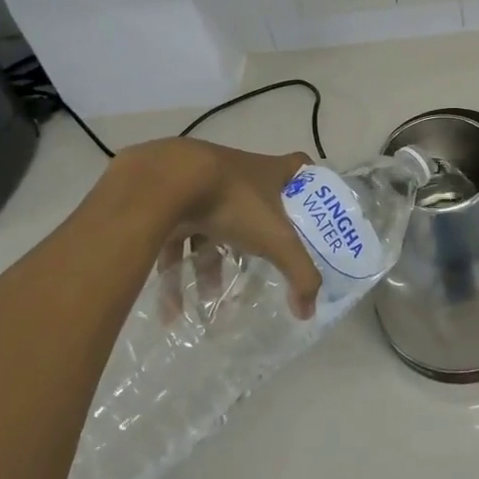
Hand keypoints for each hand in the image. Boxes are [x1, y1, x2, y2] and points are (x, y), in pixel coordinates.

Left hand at [101, 139, 322, 318]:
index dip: (309, 184)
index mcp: (268, 172)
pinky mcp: (170, 204)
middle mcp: (238, 175)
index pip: (299, 167)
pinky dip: (175, 274)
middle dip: (252, 246)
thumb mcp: (276, 239)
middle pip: (253, 210)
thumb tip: (309, 311)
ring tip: (208, 303)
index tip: (309, 210)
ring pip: (211, 232)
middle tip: (254, 274)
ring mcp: (202, 188)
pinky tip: (171, 310)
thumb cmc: (234, 201)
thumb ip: (299, 273)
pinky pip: (176, 243)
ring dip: (209, 268)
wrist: (168, 181)